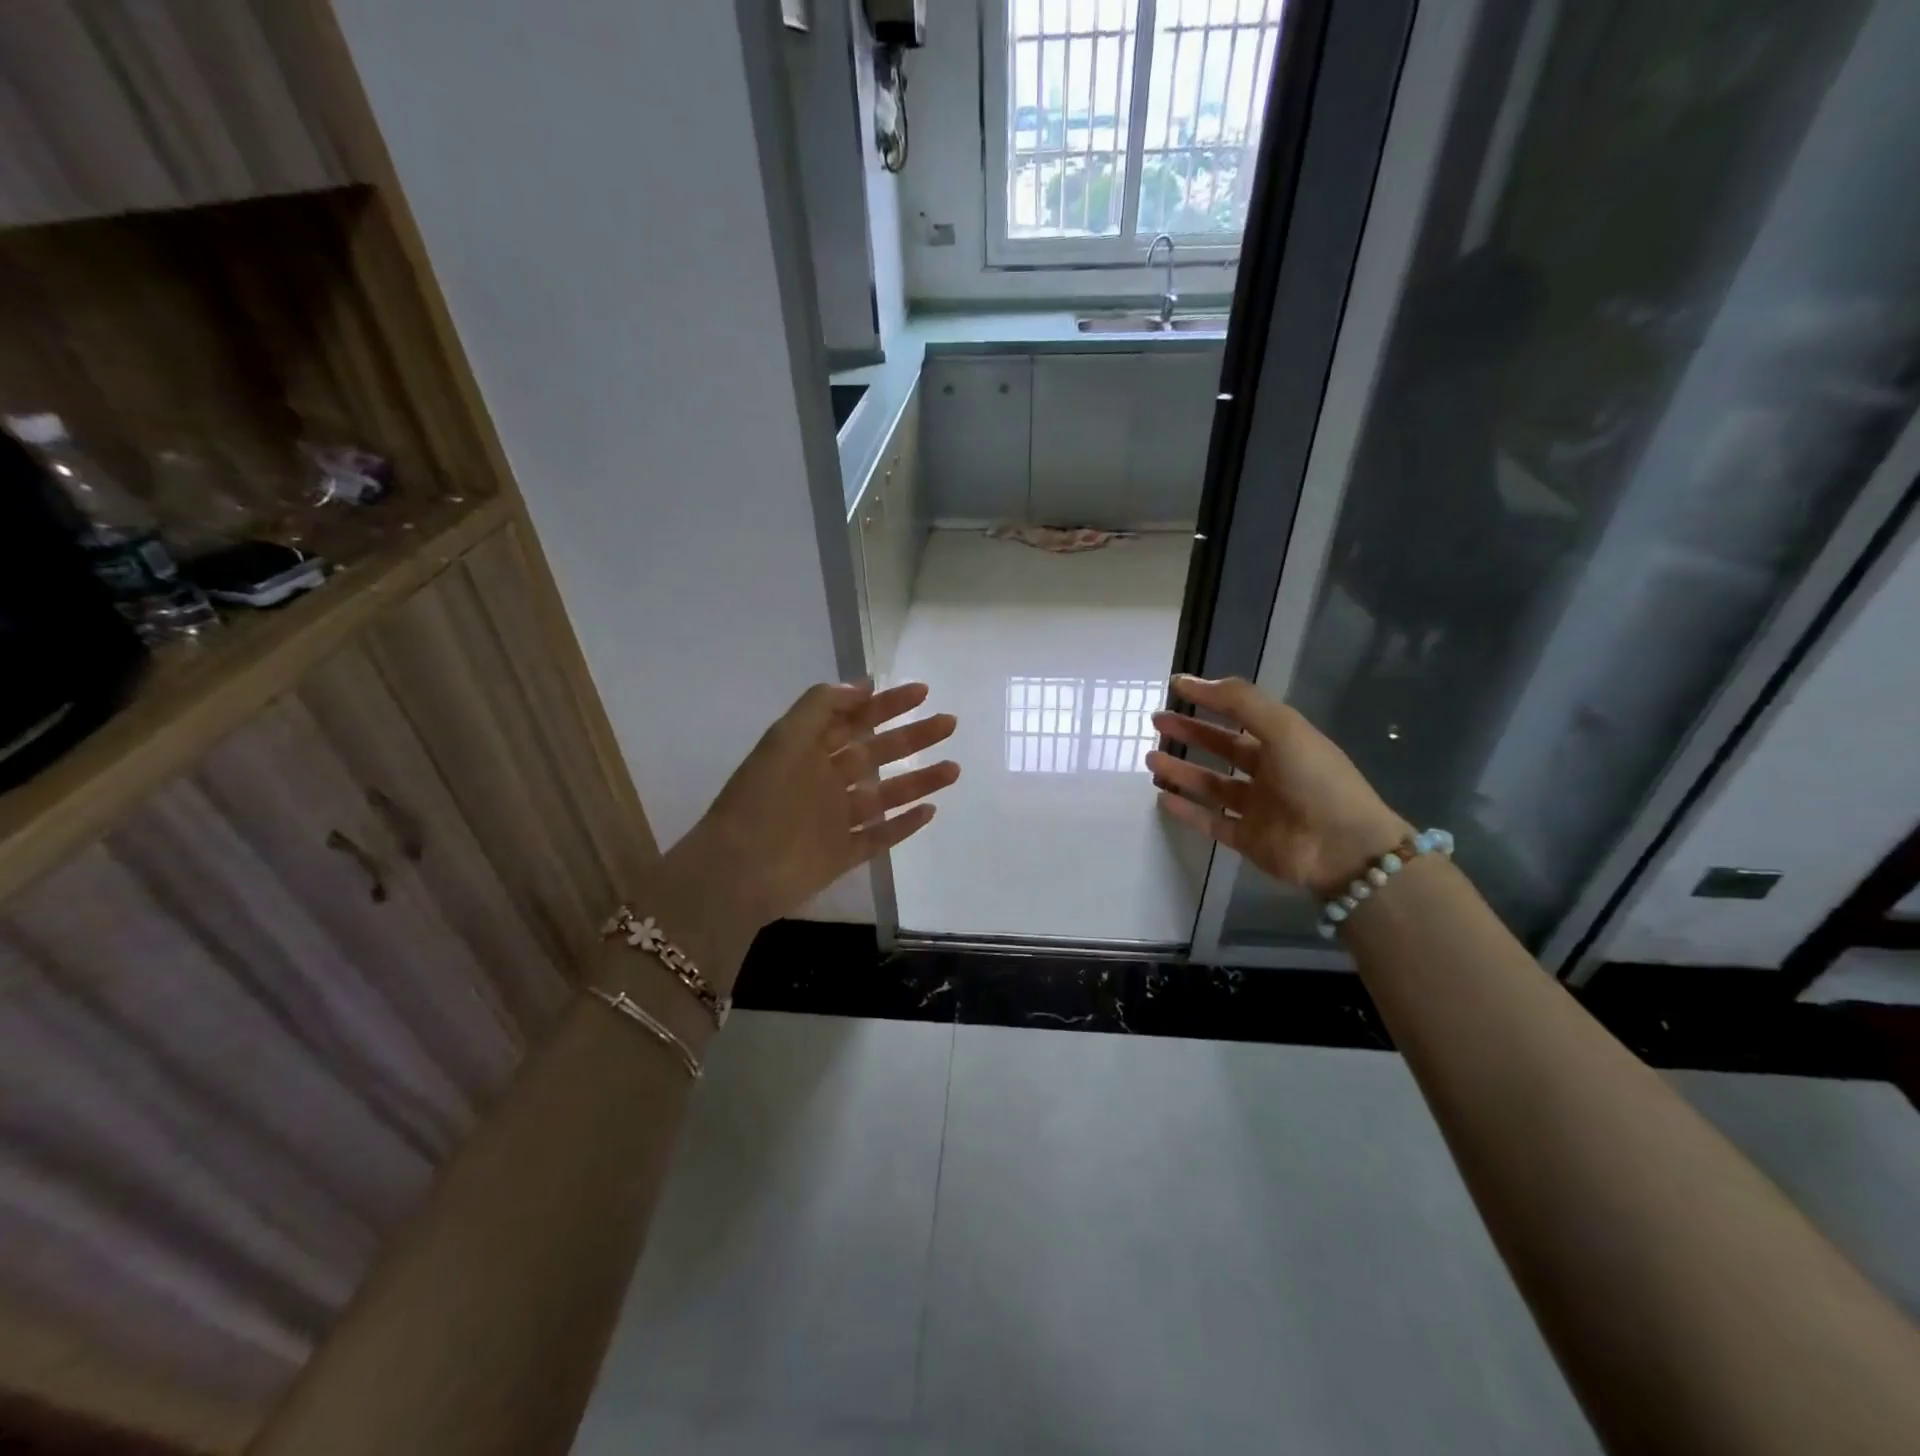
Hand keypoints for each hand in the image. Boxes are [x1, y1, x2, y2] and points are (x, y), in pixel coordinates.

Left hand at [664, 681, 958, 929]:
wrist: (738, 871)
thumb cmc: (762, 799)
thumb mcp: (785, 738)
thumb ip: (821, 705)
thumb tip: (862, 686)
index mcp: (808, 751)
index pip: (854, 720)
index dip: (886, 704)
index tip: (922, 692)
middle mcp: (824, 781)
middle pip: (876, 753)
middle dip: (912, 737)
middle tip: (949, 723)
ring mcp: (835, 820)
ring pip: (885, 795)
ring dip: (919, 780)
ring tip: (954, 769)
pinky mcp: (842, 855)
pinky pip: (879, 837)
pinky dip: (903, 825)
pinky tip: (930, 811)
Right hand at [1147, 675, 1410, 896]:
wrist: (1344, 847)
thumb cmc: (1316, 779)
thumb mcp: (1282, 727)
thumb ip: (1238, 701)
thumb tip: (1189, 682)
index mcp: (1283, 742)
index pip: (1239, 714)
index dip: (1209, 699)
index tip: (1175, 687)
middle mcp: (1270, 772)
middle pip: (1222, 747)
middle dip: (1190, 734)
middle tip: (1157, 723)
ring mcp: (1258, 808)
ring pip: (1211, 785)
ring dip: (1181, 771)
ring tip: (1150, 759)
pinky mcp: (1248, 839)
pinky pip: (1211, 821)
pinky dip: (1187, 810)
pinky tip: (1162, 798)